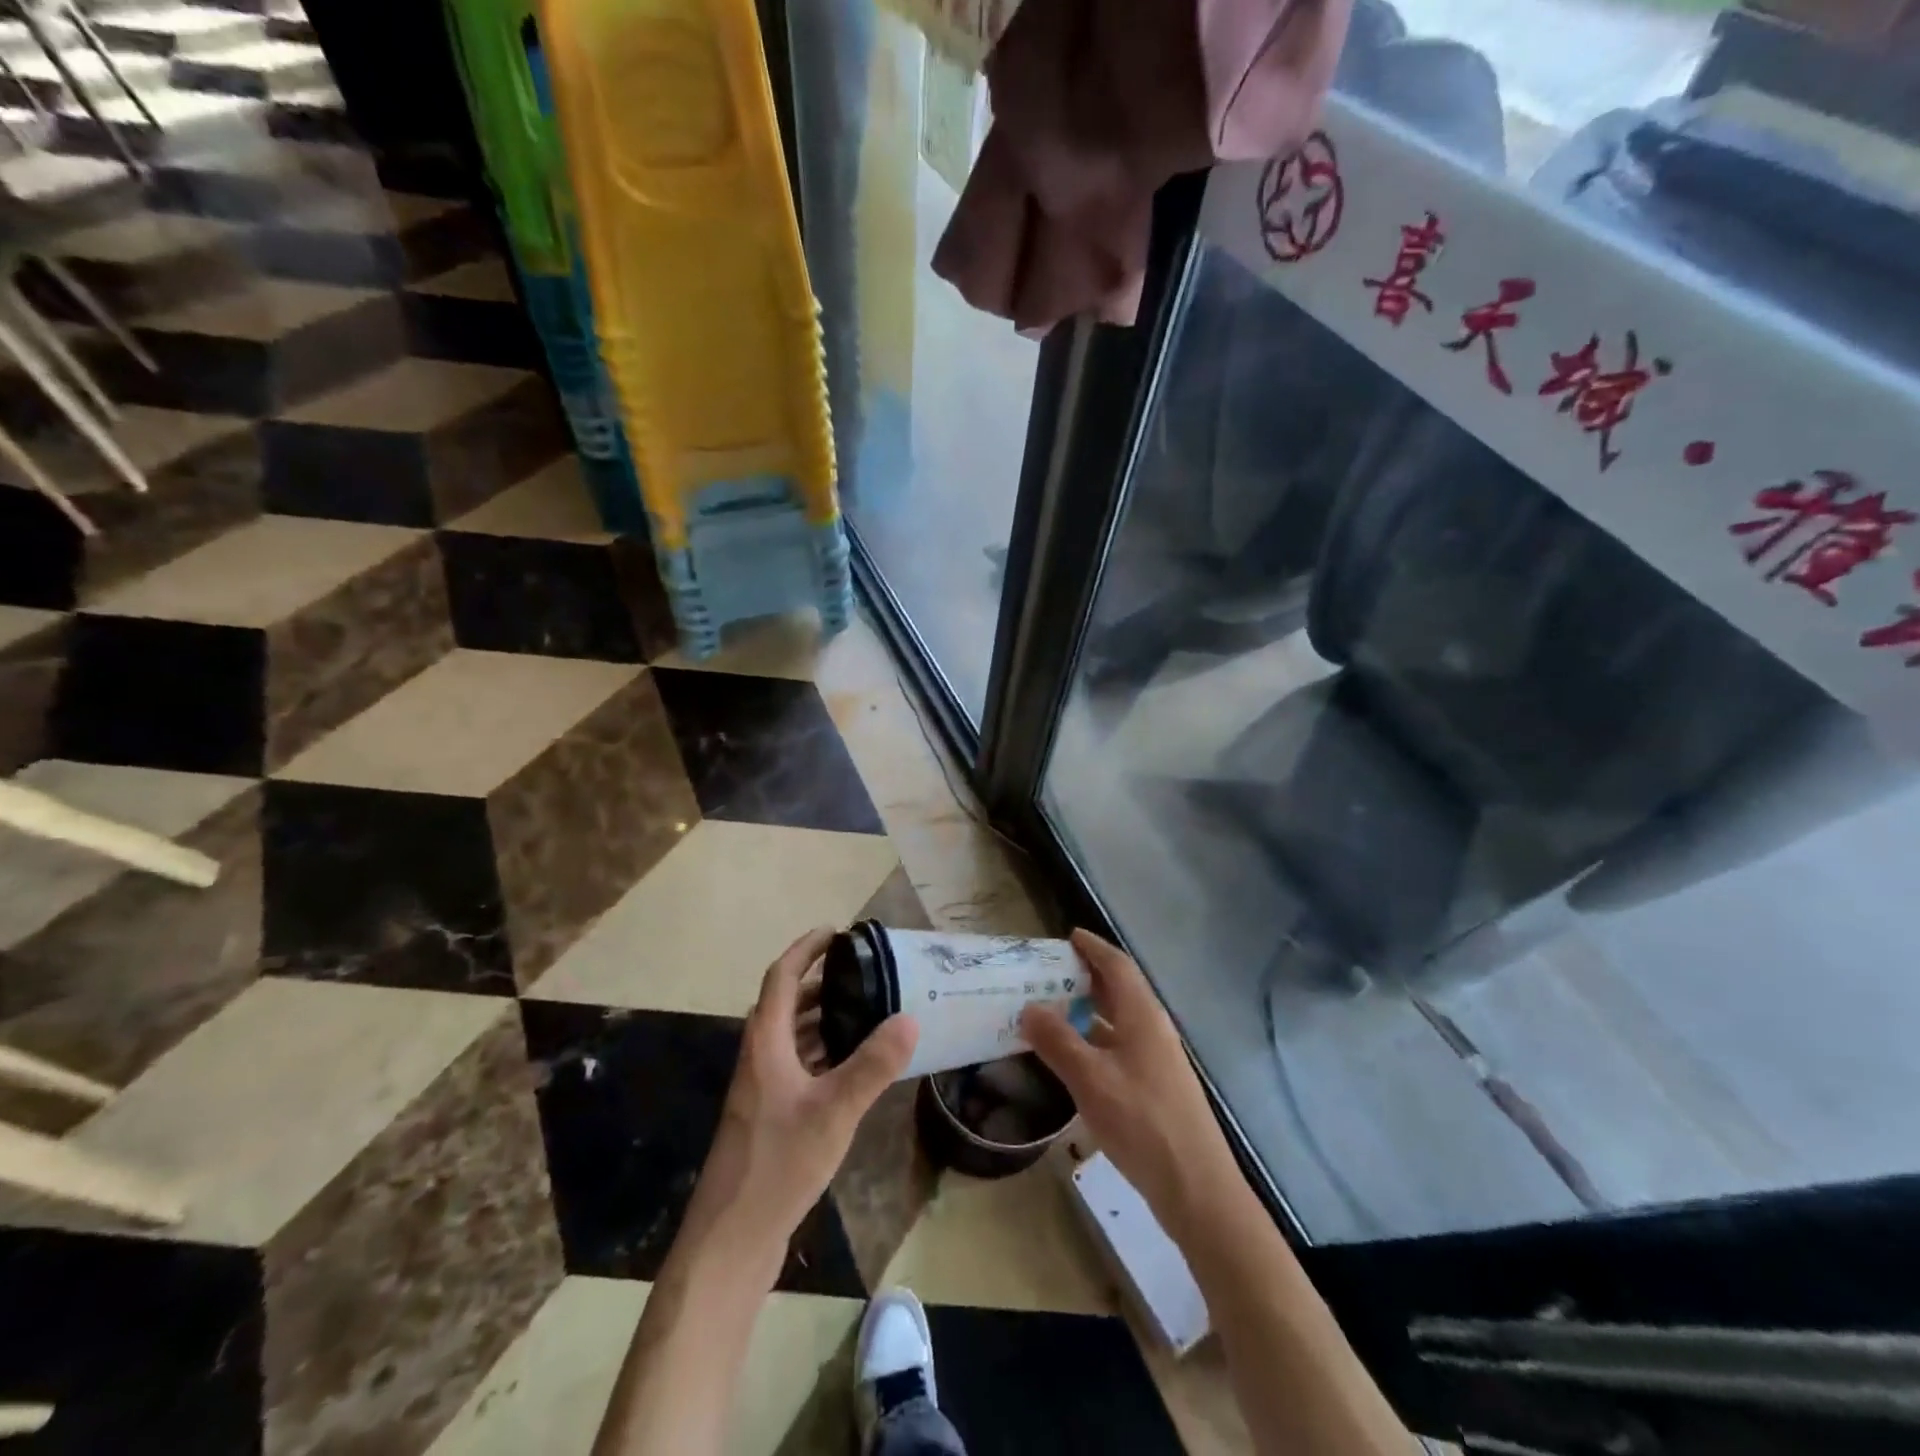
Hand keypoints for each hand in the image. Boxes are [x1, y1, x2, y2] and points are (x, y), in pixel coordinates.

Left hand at [673, 927, 917, 1287]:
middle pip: (785, 1004)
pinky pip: (797, 1065)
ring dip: (821, 1017)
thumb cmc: (777, 1164)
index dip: (805, 949)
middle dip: (819, 982)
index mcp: (765, 1044)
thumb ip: (872, 1065)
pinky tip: (851, 1065)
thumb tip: (909, 1017)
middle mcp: (759, 1059)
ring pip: (791, 1036)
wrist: (731, 1239)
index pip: (781, 977)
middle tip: (863, 973)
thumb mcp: (833, 1111)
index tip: (837, 932)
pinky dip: (822, 1052)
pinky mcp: (770, 1117)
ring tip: (864, 1010)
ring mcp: (762, 1090)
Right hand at [1021, 929, 1238, 1237]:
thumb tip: (1028, 1007)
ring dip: (1089, 1011)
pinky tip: (1074, 1058)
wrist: (1196, 1188)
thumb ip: (1057, 1041)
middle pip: (1120, 990)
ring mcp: (1158, 1060)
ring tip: (1053, 1010)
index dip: (1093, 948)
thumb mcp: (1090, 1079)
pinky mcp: (1156, 1087)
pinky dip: (1095, 1040)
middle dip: (1087, 976)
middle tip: (1049, 972)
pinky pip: (1120, 1047)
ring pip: (1119, 1021)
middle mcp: (1153, 1029)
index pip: (1118, 965)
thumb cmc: (1142, 1122)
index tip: (1069, 935)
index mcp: (1143, 1015)